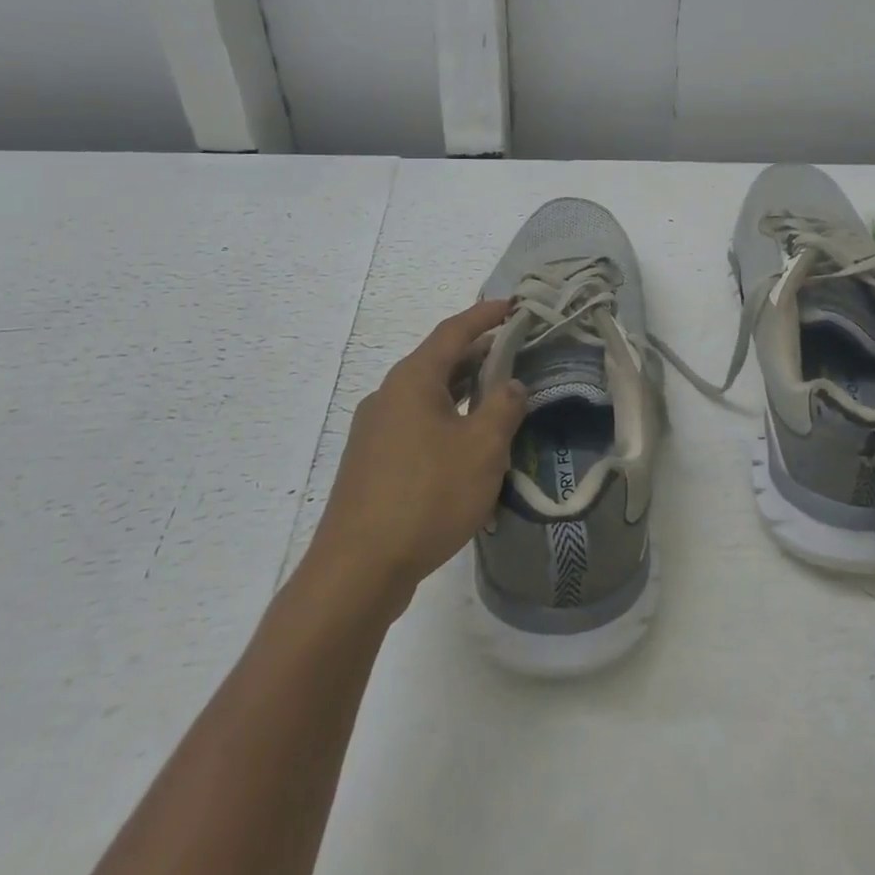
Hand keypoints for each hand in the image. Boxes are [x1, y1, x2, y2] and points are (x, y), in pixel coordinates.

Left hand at [301, 300, 528, 611]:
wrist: (358, 569)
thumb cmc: (427, 495)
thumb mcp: (482, 448)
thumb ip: (503, 407)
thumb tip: (511, 384)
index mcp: (412, 380)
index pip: (453, 332)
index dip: (485, 315)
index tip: (513, 305)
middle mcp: (388, 396)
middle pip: (438, 362)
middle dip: (478, 354)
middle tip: (515, 353)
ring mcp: (374, 431)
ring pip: (427, 396)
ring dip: (463, 391)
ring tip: (497, 397)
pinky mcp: (371, 463)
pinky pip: (416, 424)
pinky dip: (446, 419)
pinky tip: (466, 446)